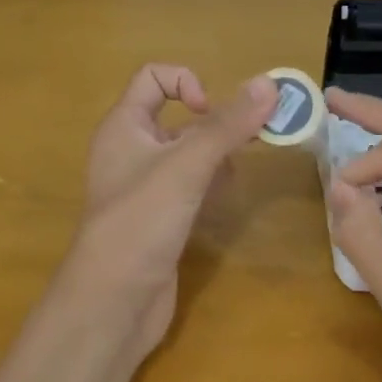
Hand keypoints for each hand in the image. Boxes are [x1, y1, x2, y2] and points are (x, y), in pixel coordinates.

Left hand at [63, 64, 277, 362]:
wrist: (113, 302)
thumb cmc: (141, 221)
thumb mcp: (186, 166)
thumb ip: (227, 125)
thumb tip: (269, 83)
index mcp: (124, 127)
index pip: (153, 79)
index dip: (186, 83)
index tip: (211, 113)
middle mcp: (131, 151)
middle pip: (178, 118)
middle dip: (216, 125)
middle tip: (252, 139)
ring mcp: (145, 189)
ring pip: (188, 156)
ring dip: (218, 156)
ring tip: (239, 172)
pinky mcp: (160, 220)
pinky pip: (190, 188)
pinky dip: (210, 186)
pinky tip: (225, 199)